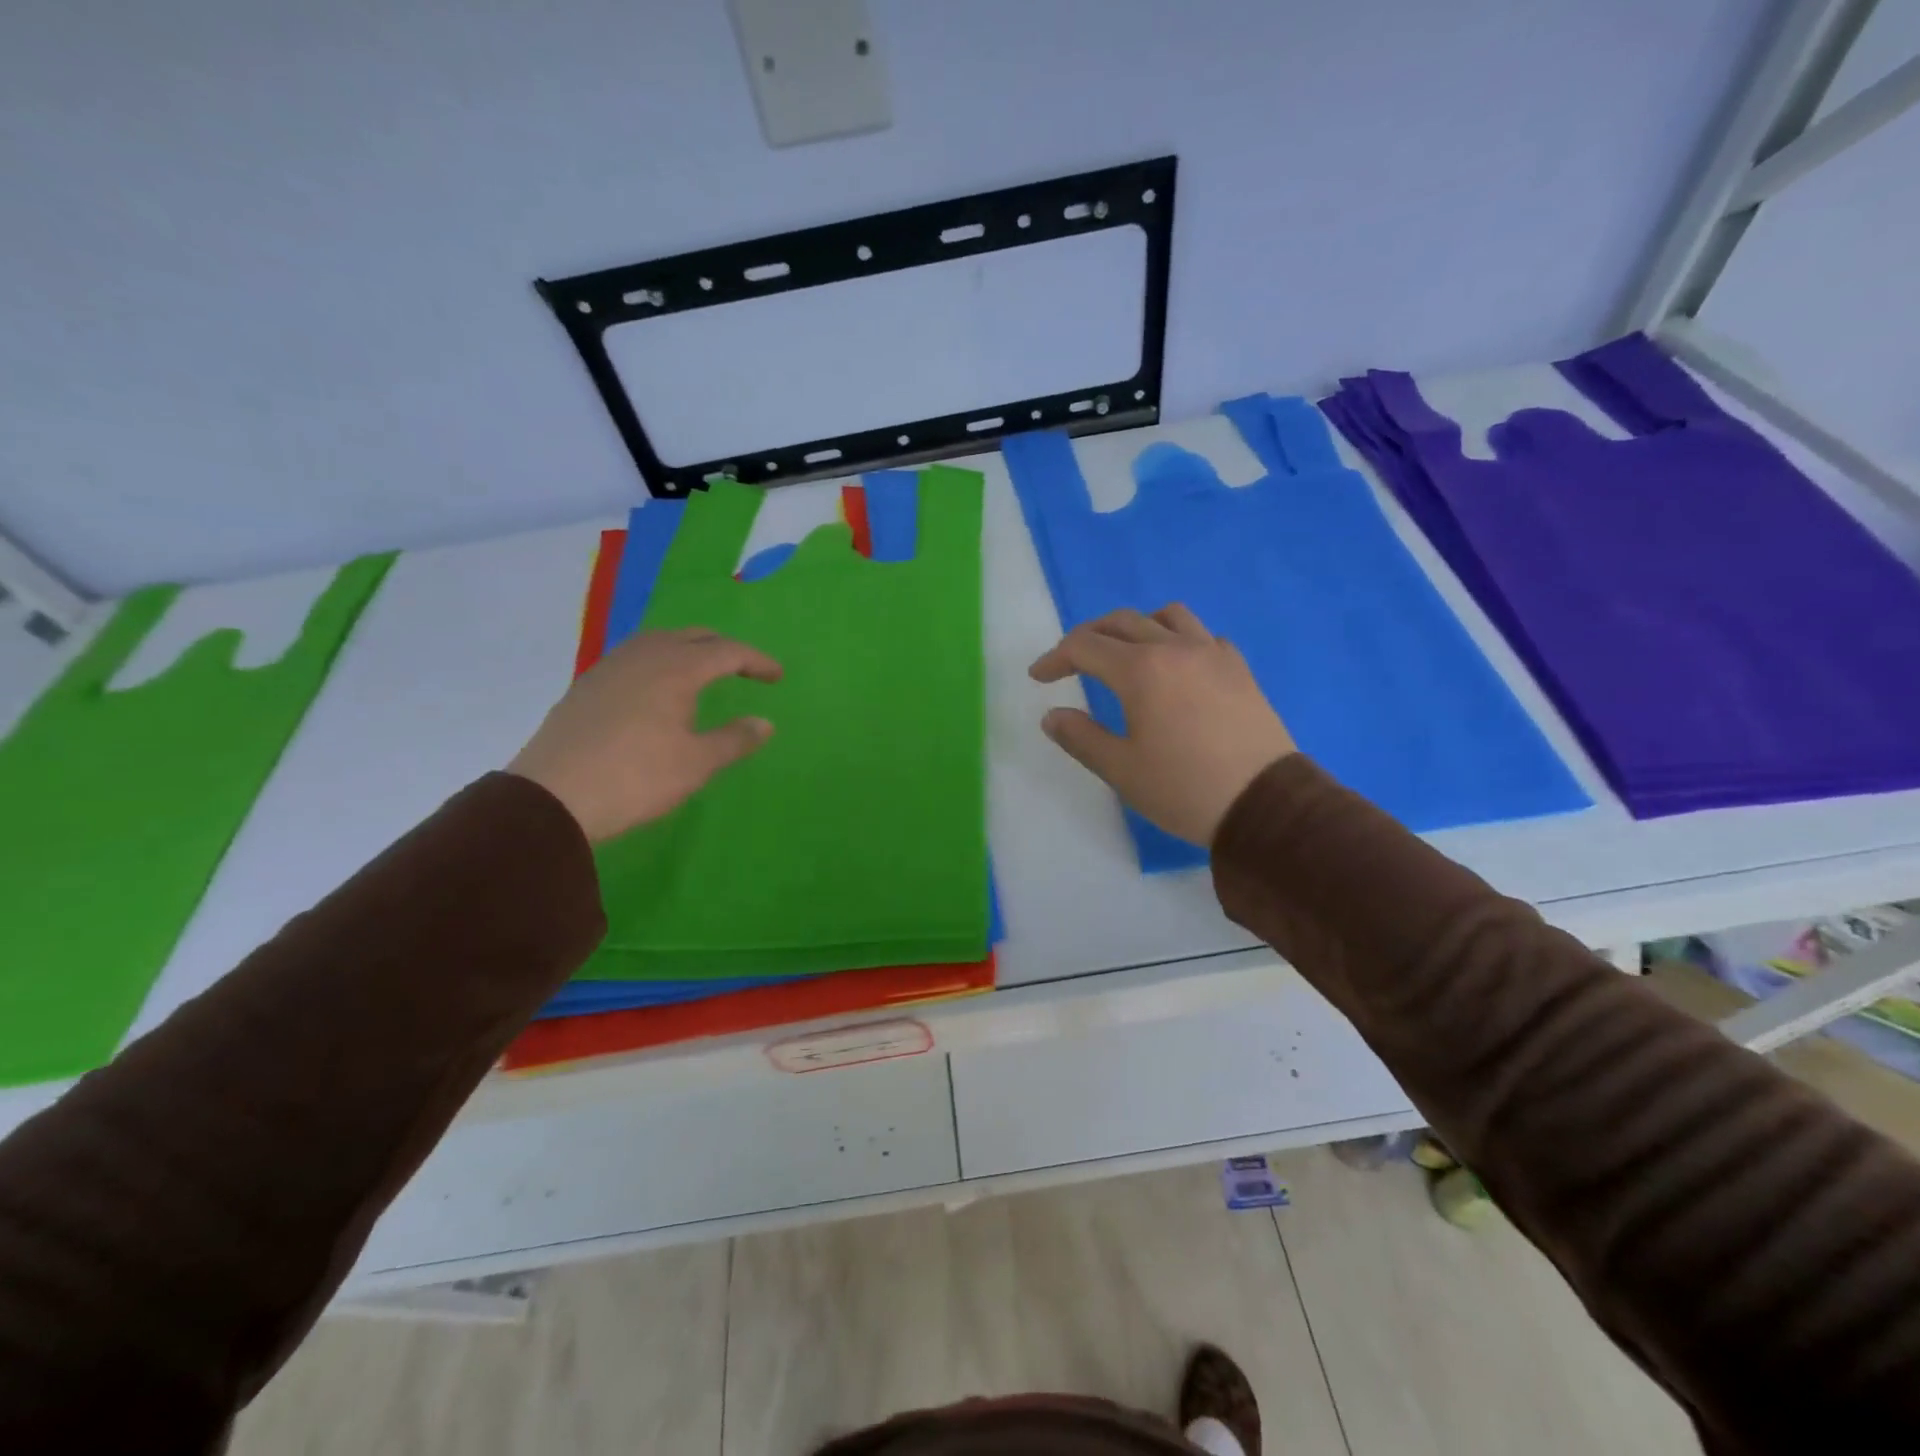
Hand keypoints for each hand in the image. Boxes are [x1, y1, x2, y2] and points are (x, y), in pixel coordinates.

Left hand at [509, 628, 781, 842]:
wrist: (551, 798)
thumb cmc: (636, 778)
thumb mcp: (696, 764)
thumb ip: (735, 739)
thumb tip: (765, 723)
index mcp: (675, 669)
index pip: (727, 651)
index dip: (756, 661)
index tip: (777, 677)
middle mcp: (643, 656)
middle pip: (692, 636)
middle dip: (724, 648)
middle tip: (744, 669)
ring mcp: (609, 668)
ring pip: (657, 642)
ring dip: (688, 650)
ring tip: (702, 673)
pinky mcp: (586, 686)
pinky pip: (633, 657)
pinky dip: (659, 662)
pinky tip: (657, 689)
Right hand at [1030, 605, 1294, 846]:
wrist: (1264, 804)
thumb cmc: (1183, 789)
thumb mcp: (1121, 769)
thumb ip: (1080, 737)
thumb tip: (1052, 716)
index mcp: (1140, 670)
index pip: (1084, 646)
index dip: (1055, 658)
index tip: (1039, 678)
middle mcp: (1175, 648)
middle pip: (1121, 622)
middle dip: (1088, 637)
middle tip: (1070, 663)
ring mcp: (1212, 653)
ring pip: (1167, 616)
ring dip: (1136, 627)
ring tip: (1124, 653)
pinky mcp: (1239, 668)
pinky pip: (1203, 635)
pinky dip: (1178, 639)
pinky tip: (1176, 667)